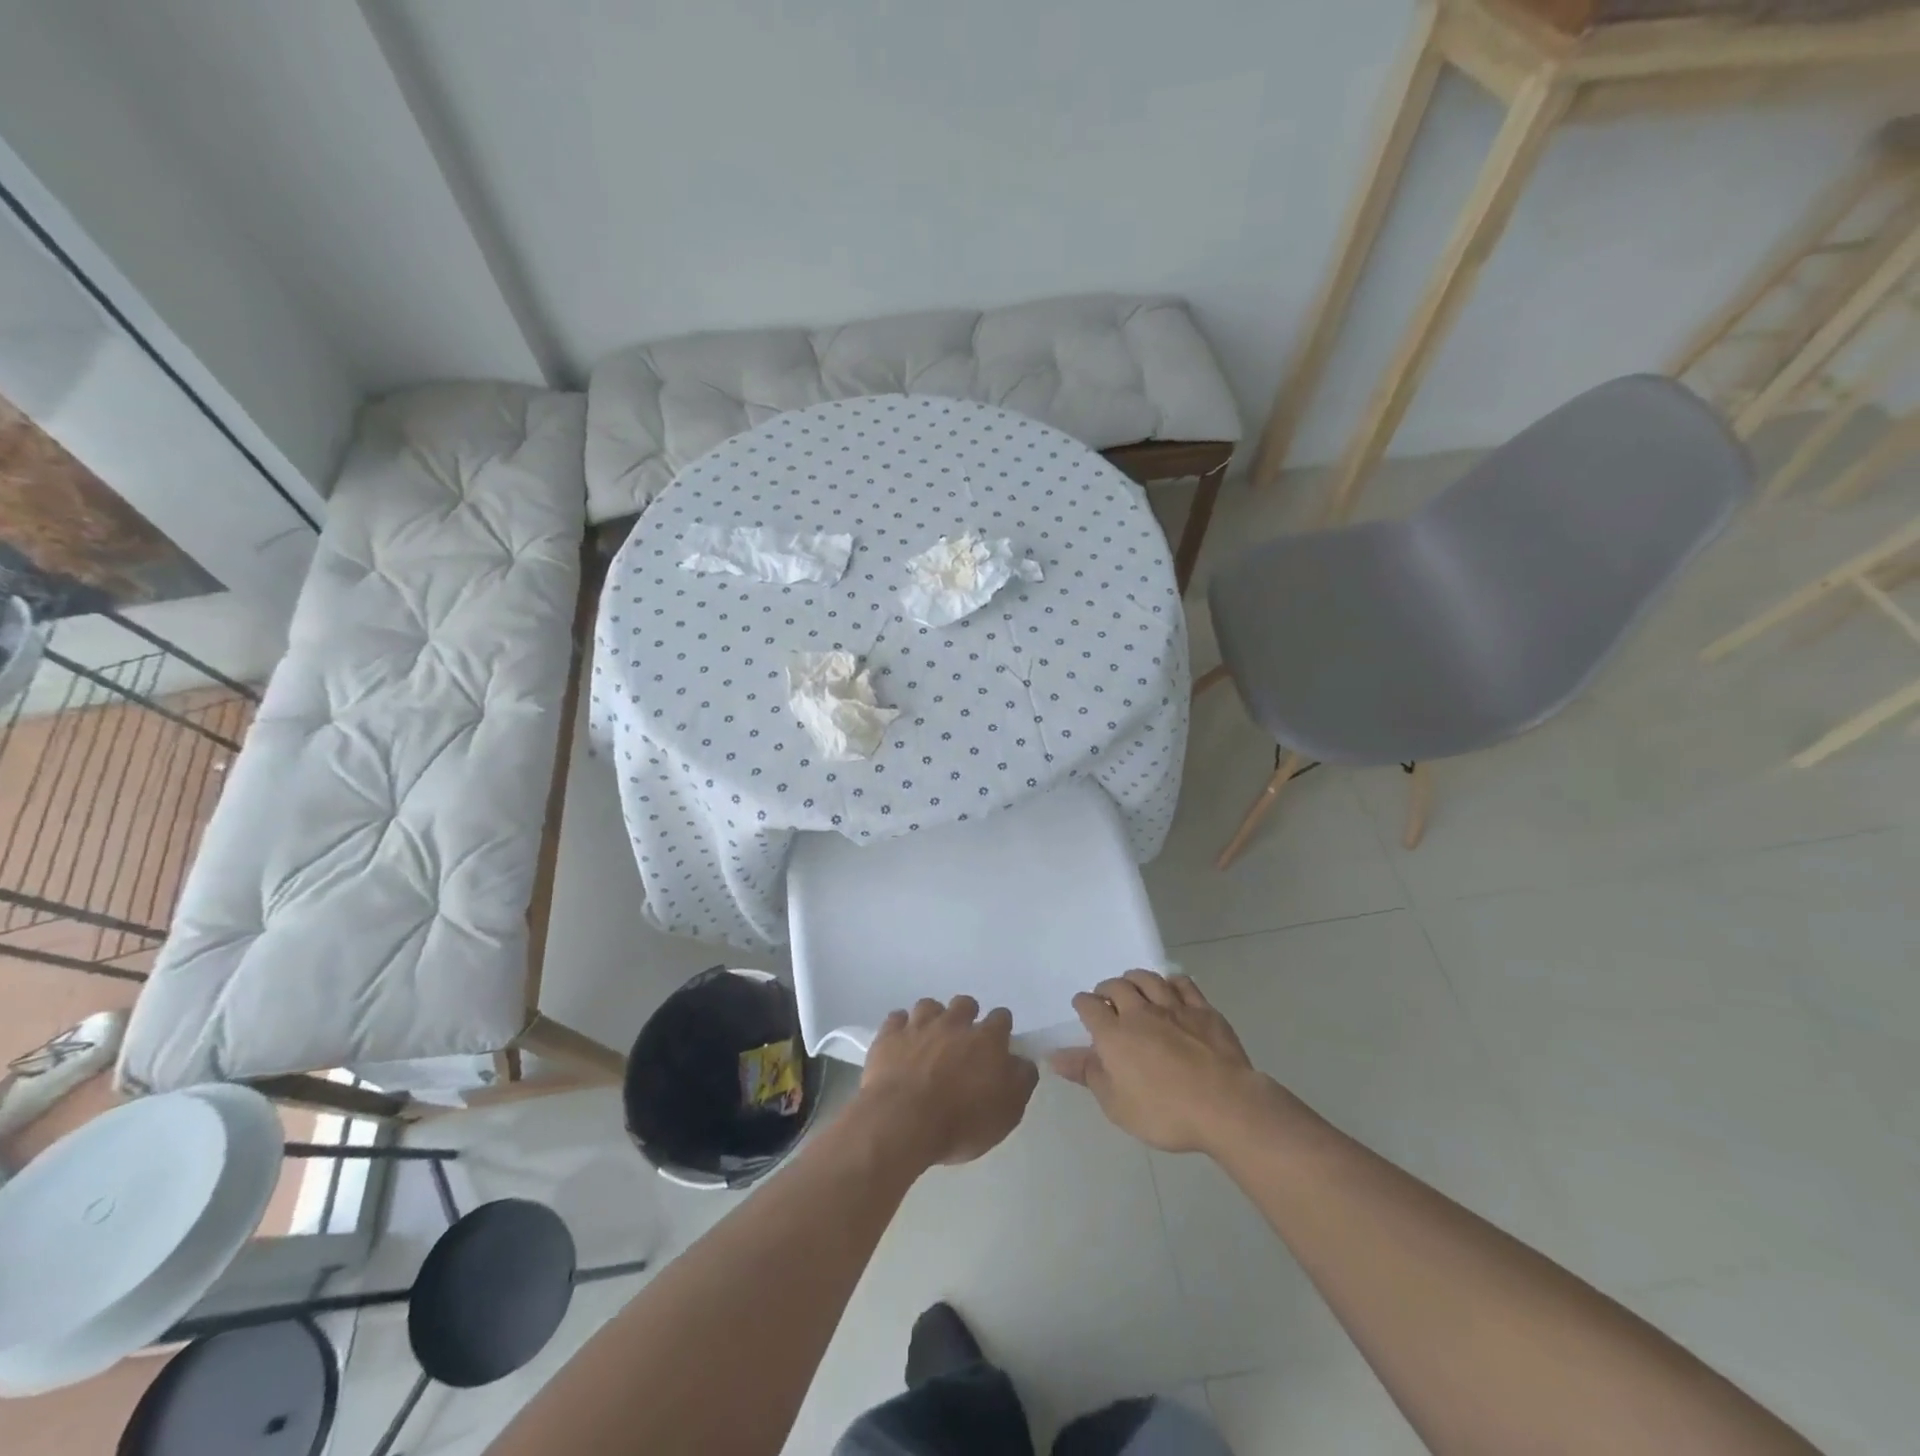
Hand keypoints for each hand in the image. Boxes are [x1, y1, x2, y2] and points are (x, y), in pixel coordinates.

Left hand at [858, 996, 1038, 1167]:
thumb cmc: (960, 1123)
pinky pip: (896, 1018)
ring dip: (932, 1018)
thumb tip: (1022, 1062)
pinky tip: (900, 1042)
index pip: (1001, 1018)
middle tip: (961, 1041)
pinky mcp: (890, 1034)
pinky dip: (900, 1027)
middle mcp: (954, 1023)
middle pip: (965, 1004)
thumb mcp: (1007, 1113)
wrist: (903, 1122)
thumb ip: (1020, 1082)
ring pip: (929, 1005)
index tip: (997, 1044)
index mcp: (987, 1040)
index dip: (1000, 1029)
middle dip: (966, 1016)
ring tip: (929, 1039)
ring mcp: (919, 1025)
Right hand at [1051, 970, 1275, 1154]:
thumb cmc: (1164, 1112)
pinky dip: (1171, 981)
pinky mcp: (1203, 1010)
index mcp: (1114, 1034)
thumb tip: (1055, 1055)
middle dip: (1107, 989)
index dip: (1083, 1004)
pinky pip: (1183, 984)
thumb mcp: (1116, 1103)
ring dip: (1135, 979)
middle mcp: (1140, 1012)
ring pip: (1148, 979)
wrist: (1225, 1105)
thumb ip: (1087, 1074)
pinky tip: (1170, 988)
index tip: (1083, 1009)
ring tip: (1133, 986)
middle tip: (1107, 999)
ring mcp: (1174, 1007)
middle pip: (1117, 986)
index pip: (1089, 1006)